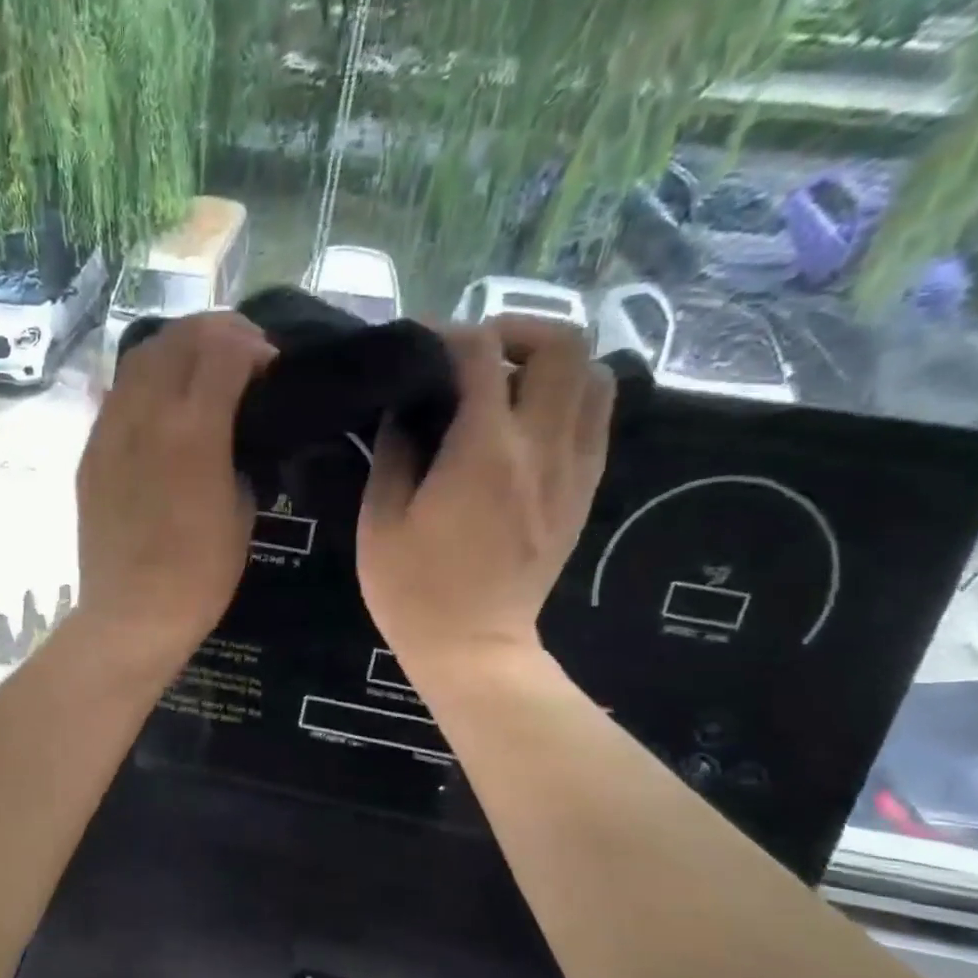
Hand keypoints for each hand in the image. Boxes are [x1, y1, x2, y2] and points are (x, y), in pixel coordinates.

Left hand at [76, 312, 275, 664]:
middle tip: (239, 353)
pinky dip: (145, 383)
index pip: (223, 350)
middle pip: (178, 339)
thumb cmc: (199, 575)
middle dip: (216, 333)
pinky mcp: (89, 454)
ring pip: (140, 359)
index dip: (253, 347)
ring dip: (176, 350)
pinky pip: (116, 396)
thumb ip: (240, 456)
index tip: (269, 365)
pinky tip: (161, 404)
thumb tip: (234, 435)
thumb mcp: (242, 512)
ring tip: (198, 369)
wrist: (132, 614)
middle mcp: (145, 416)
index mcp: (193, 430)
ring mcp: (109, 432)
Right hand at [358, 316, 612, 677]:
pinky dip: (569, 400)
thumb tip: (406, 409)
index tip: (419, 342)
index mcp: (483, 451)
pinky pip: (596, 419)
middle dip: (518, 331)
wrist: (474, 647)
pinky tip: (529, 425)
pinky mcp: (584, 492)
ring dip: (553, 365)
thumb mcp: (380, 522)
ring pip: (596, 376)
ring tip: (509, 387)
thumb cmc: (414, 590)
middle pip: (563, 344)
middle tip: (476, 356)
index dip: (447, 333)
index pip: (481, 353)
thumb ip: (394, 453)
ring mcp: (573, 468)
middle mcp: (541, 446)